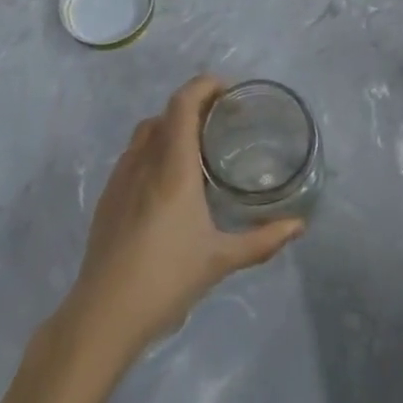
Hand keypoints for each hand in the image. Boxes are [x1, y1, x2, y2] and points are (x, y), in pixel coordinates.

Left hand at [64, 76, 303, 359]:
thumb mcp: (221, 260)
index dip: (203, 86)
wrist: (103, 315)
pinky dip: (152, 150)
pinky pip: (132, 156)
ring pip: (144, 133)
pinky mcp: (107, 198)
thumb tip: (299, 226)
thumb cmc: (166, 280)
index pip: (183, 104)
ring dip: (170, 127)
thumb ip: (262, 240)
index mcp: (173, 167)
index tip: (227, 89)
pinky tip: (167, 183)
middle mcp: (144, 162)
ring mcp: (120, 179)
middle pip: (165, 114)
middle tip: (220, 121)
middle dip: (192, 106)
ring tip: (195, 148)